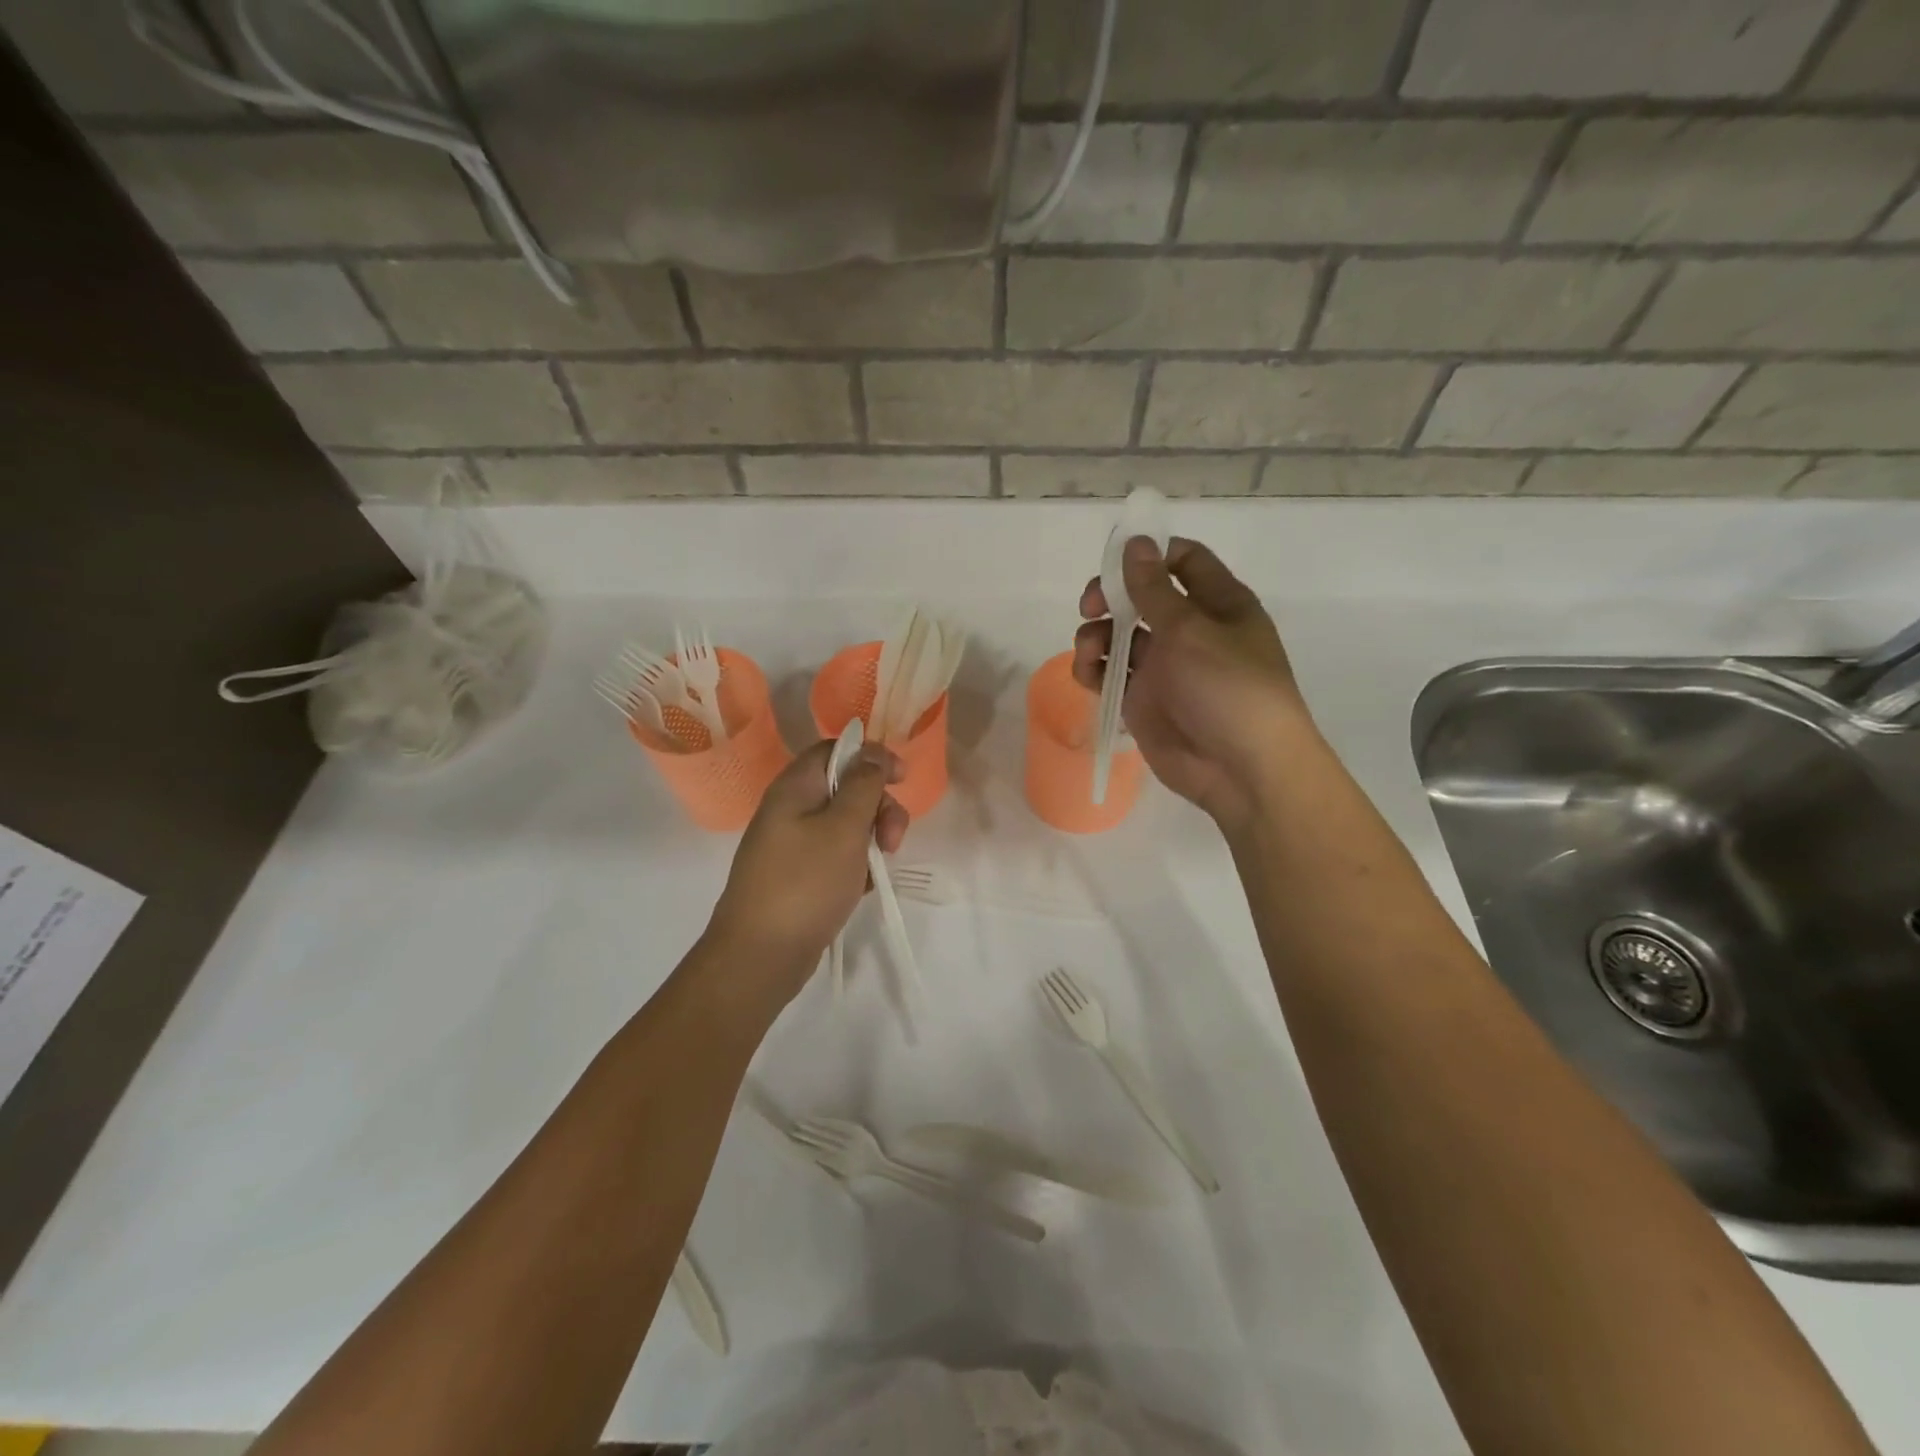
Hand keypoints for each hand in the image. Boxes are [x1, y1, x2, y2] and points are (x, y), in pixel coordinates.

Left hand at [706, 739, 907, 997]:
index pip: (836, 749)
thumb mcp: (844, 828)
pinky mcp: (798, 873)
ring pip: (845, 824)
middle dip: (878, 807)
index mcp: (795, 787)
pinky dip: (855, 865)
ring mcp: (792, 843)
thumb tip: (871, 751)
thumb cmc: (806, 883)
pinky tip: (862, 887)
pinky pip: (836, 854)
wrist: (760, 956)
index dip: (872, 757)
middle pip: (846, 787)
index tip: (902, 779)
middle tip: (893, 840)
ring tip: (877, 870)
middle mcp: (791, 808)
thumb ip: (863, 784)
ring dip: (871, 839)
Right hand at [1074, 536, 1312, 833]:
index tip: (1114, 560)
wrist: (1240, 769)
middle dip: (1110, 597)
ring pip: (1118, 636)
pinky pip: (1111, 675)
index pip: (1183, 561)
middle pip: (1140, 597)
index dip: (1149, 554)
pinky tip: (1089, 675)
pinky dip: (1094, 670)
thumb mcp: (1190, 630)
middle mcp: (1190, 630)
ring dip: (1096, 635)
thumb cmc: (1228, 688)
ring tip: (1089, 652)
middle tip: (1089, 607)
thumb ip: (1153, 589)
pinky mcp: (1144, 700)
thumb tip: (1135, 543)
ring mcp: (1165, 667)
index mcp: (1217, 604)